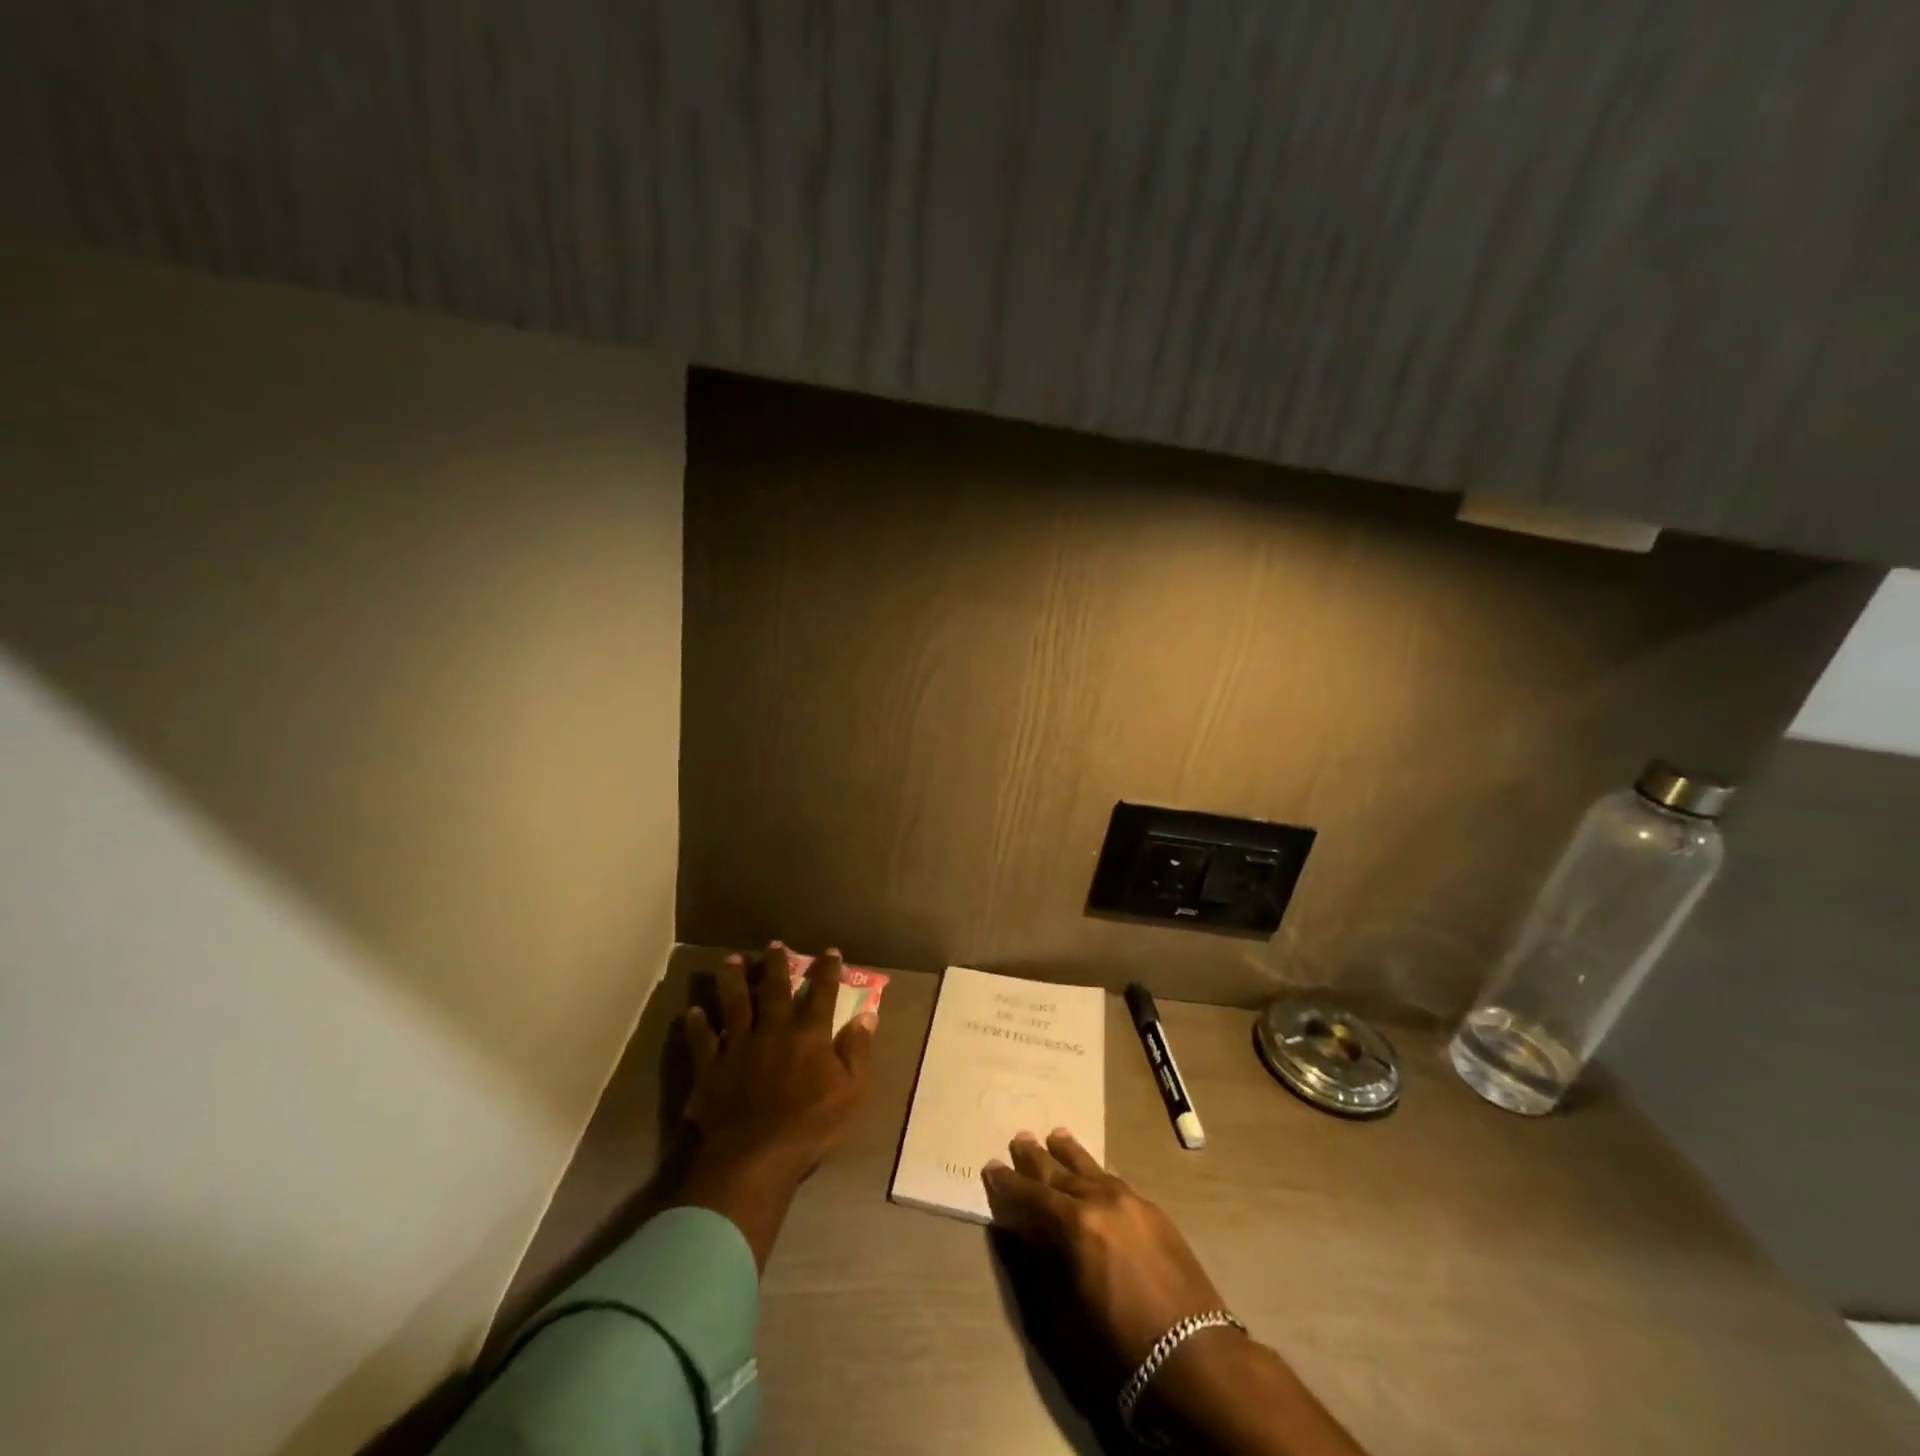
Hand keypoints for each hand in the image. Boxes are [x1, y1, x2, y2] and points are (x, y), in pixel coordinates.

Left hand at [674, 943, 875, 1268]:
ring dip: (733, 980)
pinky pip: (702, 1042)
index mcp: (808, 1033)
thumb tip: (868, 1015)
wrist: (755, 1157)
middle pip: (773, 989)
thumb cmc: (811, 1126)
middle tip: (774, 944)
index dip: (827, 970)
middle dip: (776, 965)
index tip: (830, 951)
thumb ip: (858, 1050)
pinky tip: (693, 1012)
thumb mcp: (852, 1091)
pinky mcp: (711, 1069)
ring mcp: (738, 1047)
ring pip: (735, 1004)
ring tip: (731, 960)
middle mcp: (773, 1029)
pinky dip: (697, 1026)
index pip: (822, 993)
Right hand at [982, 1128, 1227, 1365]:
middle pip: (1061, 1172)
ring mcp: (1131, 1201)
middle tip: (1020, 1138)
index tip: (991, 1166)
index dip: (1009, 1183)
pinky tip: (1094, 1173)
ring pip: (1092, 1168)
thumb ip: (1042, 1262)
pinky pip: (1115, 1181)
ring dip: (1070, 1154)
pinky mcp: (1155, 1212)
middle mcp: (1102, 1200)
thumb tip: (1024, 1228)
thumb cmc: (1120, 1345)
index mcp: (1075, 1224)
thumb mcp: (1066, 1313)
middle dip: (1037, 1157)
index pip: (1032, 1195)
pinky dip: (1097, 1174)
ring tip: (1056, 1135)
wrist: (1196, 1354)